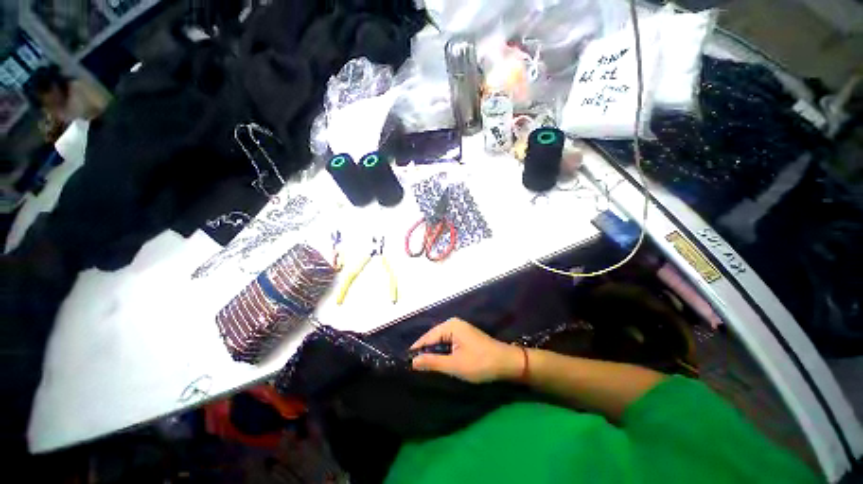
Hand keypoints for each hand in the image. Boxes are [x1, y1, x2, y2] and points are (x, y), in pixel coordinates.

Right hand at [410, 318, 522, 383]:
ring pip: (440, 342)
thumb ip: (432, 362)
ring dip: (434, 354)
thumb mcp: (454, 365)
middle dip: (425, 353)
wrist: (507, 363)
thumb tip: (412, 361)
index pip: (427, 337)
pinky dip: (442, 353)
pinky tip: (438, 363)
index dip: (416, 351)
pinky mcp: (463, 337)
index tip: (405, 364)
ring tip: (423, 368)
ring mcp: (459, 329)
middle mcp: (453, 324)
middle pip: (433, 339)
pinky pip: (447, 344)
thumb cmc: (480, 363)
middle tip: (414, 369)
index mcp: (450, 326)